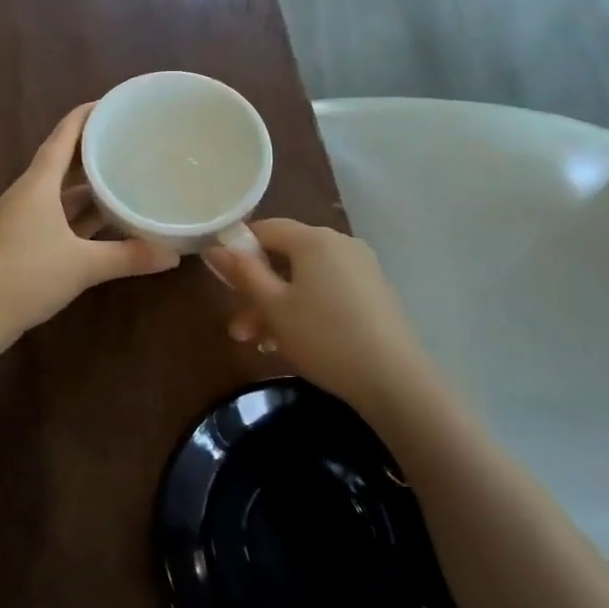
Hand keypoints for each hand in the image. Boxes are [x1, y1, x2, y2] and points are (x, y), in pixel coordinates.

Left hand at [0, 103, 178, 353]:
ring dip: (87, 184)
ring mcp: (22, 217)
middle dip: (93, 148)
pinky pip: (56, 214)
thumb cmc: (27, 276)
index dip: (87, 115)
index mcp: (38, 184)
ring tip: (123, 175)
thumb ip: (129, 256)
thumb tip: (173, 254)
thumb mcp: (83, 265)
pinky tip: (104, 220)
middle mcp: (28, 193)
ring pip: (59, 190)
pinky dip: (79, 213)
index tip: (115, 103)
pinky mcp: (21, 240)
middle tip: (129, 140)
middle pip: (62, 160)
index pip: (63, 135)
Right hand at [205, 219, 437, 407]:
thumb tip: (214, 247)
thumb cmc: (323, 337)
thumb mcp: (274, 307)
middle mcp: (340, 244)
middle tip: (238, 329)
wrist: (394, 380)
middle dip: (256, 292)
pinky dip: (305, 311)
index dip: (239, 248)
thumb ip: (243, 273)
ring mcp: (360, 269)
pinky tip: (291, 344)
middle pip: (286, 259)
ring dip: (277, 308)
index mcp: (314, 239)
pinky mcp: (373, 294)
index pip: (266, 228)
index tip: (220, 278)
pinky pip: (327, 293)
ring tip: (260, 344)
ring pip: (305, 281)